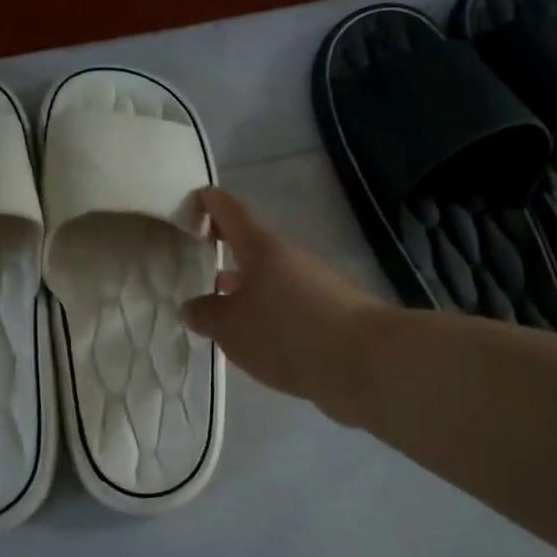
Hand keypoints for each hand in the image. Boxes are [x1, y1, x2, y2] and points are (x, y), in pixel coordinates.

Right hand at [181, 188, 386, 423]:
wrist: (363, 361)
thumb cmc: (286, 331)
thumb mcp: (231, 326)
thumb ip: (206, 314)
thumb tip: (192, 306)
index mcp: (261, 249)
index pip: (232, 214)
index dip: (213, 203)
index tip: (198, 194)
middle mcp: (288, 260)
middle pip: (252, 246)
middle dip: (227, 247)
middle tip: (200, 249)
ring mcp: (312, 287)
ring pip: (269, 278)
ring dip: (245, 284)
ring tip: (218, 297)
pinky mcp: (326, 316)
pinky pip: (285, 305)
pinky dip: (265, 310)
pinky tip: (254, 334)